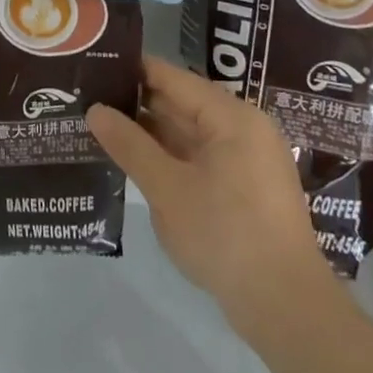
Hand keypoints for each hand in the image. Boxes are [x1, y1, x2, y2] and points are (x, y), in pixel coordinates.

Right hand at [88, 57, 330, 321]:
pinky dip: (167, 156)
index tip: (92, 65)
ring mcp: (245, 160)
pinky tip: (133, 160)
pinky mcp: (244, 188)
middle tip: (87, 97)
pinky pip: (198, 157)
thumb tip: (95, 109)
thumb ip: (129, 145)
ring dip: (149, 132)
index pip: (171, 77)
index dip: (131, 69)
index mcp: (231, 117)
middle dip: (136, 102)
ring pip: (187, 133)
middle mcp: (242, 129)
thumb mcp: (167, 189)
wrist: (286, 307)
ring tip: (100, 125)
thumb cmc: (225, 235)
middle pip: (180, 102)